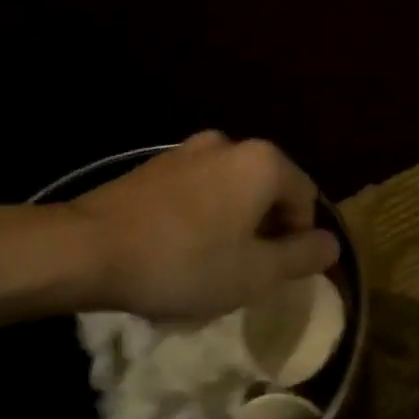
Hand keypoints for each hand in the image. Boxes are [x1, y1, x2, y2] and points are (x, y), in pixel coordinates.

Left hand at [67, 132, 340, 320]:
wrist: (87, 249)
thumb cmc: (184, 262)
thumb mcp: (256, 273)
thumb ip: (303, 256)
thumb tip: (331, 243)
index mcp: (262, 162)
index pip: (306, 199)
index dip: (298, 241)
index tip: (273, 275)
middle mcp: (230, 144)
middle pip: (268, 193)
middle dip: (265, 233)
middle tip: (243, 274)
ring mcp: (187, 151)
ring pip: (231, 193)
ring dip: (232, 227)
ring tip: (207, 268)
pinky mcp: (155, 166)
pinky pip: (197, 192)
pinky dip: (201, 218)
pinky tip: (176, 252)